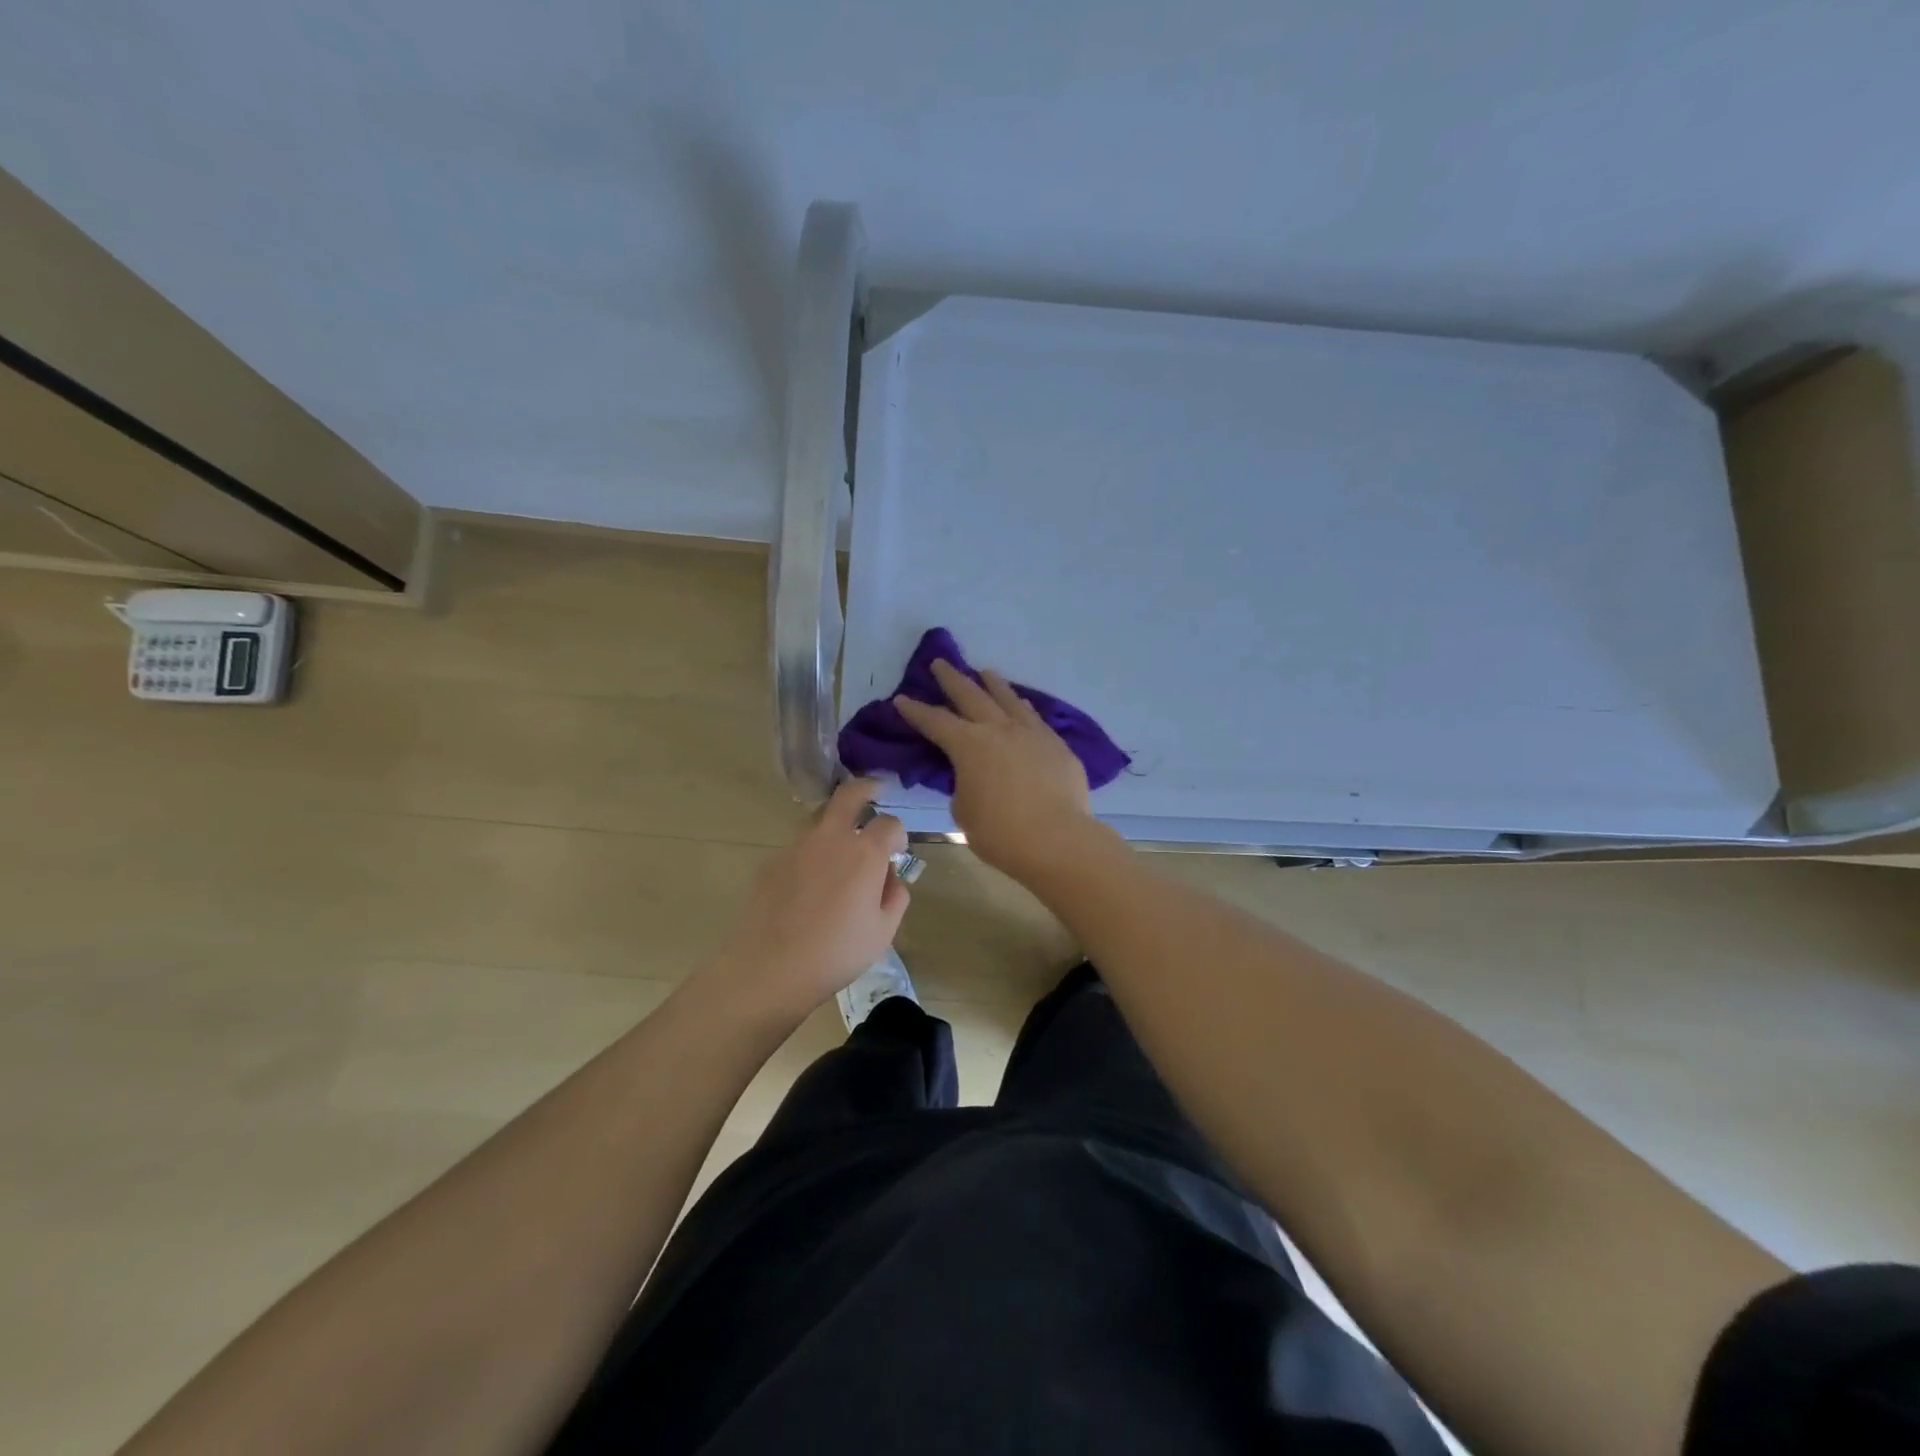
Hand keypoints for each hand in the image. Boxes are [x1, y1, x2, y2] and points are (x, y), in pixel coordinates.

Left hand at [708, 779, 909, 1021]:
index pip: (890, 824)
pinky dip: (810, 855)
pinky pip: (799, 848)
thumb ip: (895, 896)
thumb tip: (890, 877)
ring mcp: (797, 846)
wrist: (770, 967)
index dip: (898, 835)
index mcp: (865, 853)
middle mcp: (831, 838)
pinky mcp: (772, 862)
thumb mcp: (883, 932)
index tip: (897, 852)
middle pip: (850, 794)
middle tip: (875, 791)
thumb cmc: (836, 953)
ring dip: (835, 824)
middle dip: (866, 788)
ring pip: (820, 819)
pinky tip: (809, 885)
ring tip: (840, 850)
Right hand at [893, 660, 1099, 882]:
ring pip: (1008, 699)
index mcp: (969, 745)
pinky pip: (1034, 717)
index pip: (935, 721)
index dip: (916, 711)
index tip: (902, 699)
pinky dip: (1022, 707)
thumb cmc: (1000, 832)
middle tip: (940, 663)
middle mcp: (999, 729)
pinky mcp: (1057, 745)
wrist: (1057, 839)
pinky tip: (1022, 705)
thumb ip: (964, 787)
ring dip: (993, 684)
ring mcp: (1032, 733)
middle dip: (952, 679)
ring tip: (986, 672)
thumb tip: (975, 779)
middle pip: (971, 695)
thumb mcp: (965, 811)